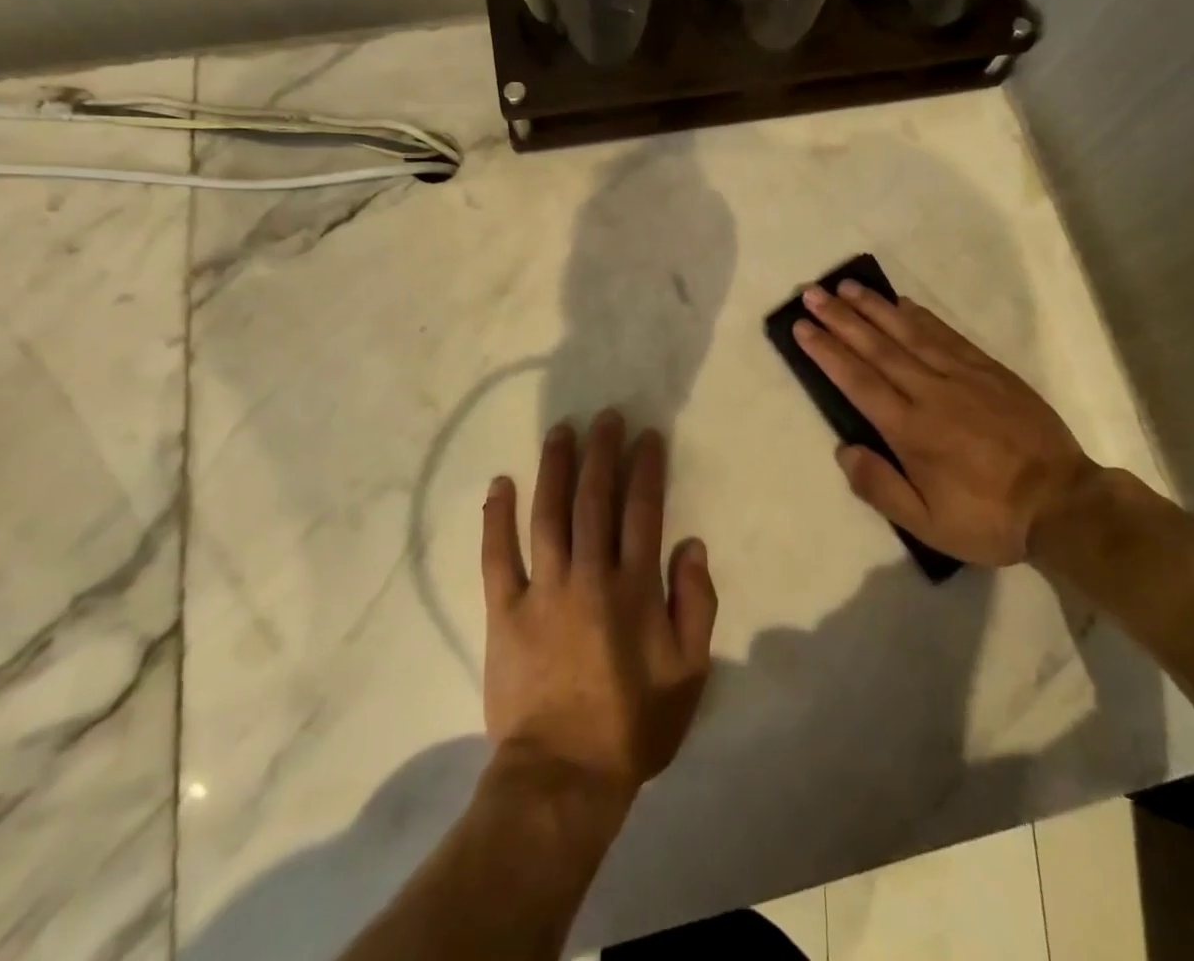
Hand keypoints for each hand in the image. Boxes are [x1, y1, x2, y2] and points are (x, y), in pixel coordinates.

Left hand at [481, 411, 717, 797]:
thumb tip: (693, 546)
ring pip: (548, 514)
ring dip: (554, 467)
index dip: (645, 468)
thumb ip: (696, 605)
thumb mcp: (689, 673)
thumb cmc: (633, 725)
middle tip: (604, 416)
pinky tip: (500, 483)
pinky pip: (497, 555)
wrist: (562, 777)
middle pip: (594, 499)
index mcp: (634, 588)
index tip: (646, 435)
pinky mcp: (504, 611)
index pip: (643, 511)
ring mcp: (542, 590)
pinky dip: (497, 517)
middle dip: (601, 452)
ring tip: (560, 431)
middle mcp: (589, 575)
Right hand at [794, 280, 1095, 565]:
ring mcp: (962, 376)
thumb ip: (881, 487)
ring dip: (875, 307)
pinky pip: (947, 335)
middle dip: (841, 318)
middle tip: (813, 294)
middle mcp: (930, 392)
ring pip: (909, 333)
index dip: (827, 351)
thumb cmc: (988, 517)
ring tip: (846, 287)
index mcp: (910, 430)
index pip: (858, 380)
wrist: (1063, 503)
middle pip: (877, 347)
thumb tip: (844, 449)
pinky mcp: (989, 370)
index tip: (802, 327)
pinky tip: (903, 303)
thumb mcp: (928, 524)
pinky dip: (921, 316)